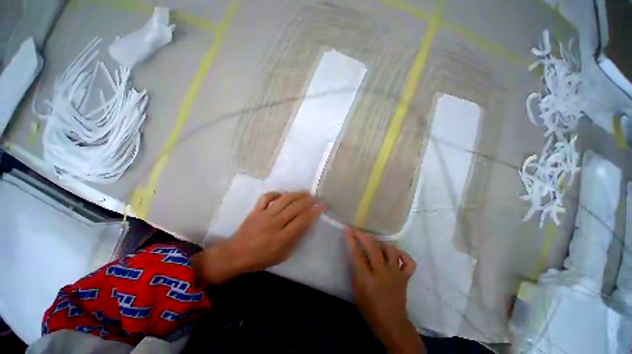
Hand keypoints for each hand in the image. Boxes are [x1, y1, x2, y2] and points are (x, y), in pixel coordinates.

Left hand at [193, 192, 323, 285]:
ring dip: (296, 194)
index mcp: (282, 237)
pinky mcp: (256, 210)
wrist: (235, 255)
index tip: (322, 206)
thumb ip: (295, 240)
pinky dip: (276, 193)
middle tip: (316, 197)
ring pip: (283, 200)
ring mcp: (264, 215)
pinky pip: (266, 197)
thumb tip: (306, 225)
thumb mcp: (282, 255)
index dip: (314, 212)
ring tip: (305, 193)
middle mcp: (274, 223)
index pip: (302, 221)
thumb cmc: (261, 258)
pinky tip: (283, 194)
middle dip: (308, 201)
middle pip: (295, 207)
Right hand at [345, 227, 423, 353]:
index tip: (348, 228)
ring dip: (382, 244)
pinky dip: (403, 255)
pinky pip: (409, 262)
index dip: (351, 239)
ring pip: (391, 250)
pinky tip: (396, 255)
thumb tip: (356, 254)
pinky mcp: (406, 277)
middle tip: (359, 232)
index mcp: (366, 278)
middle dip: (364, 236)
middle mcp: (382, 273)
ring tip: (376, 245)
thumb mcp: (356, 290)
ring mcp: (396, 274)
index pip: (357, 253)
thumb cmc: (370, 308)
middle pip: (373, 247)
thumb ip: (356, 271)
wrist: (392, 323)